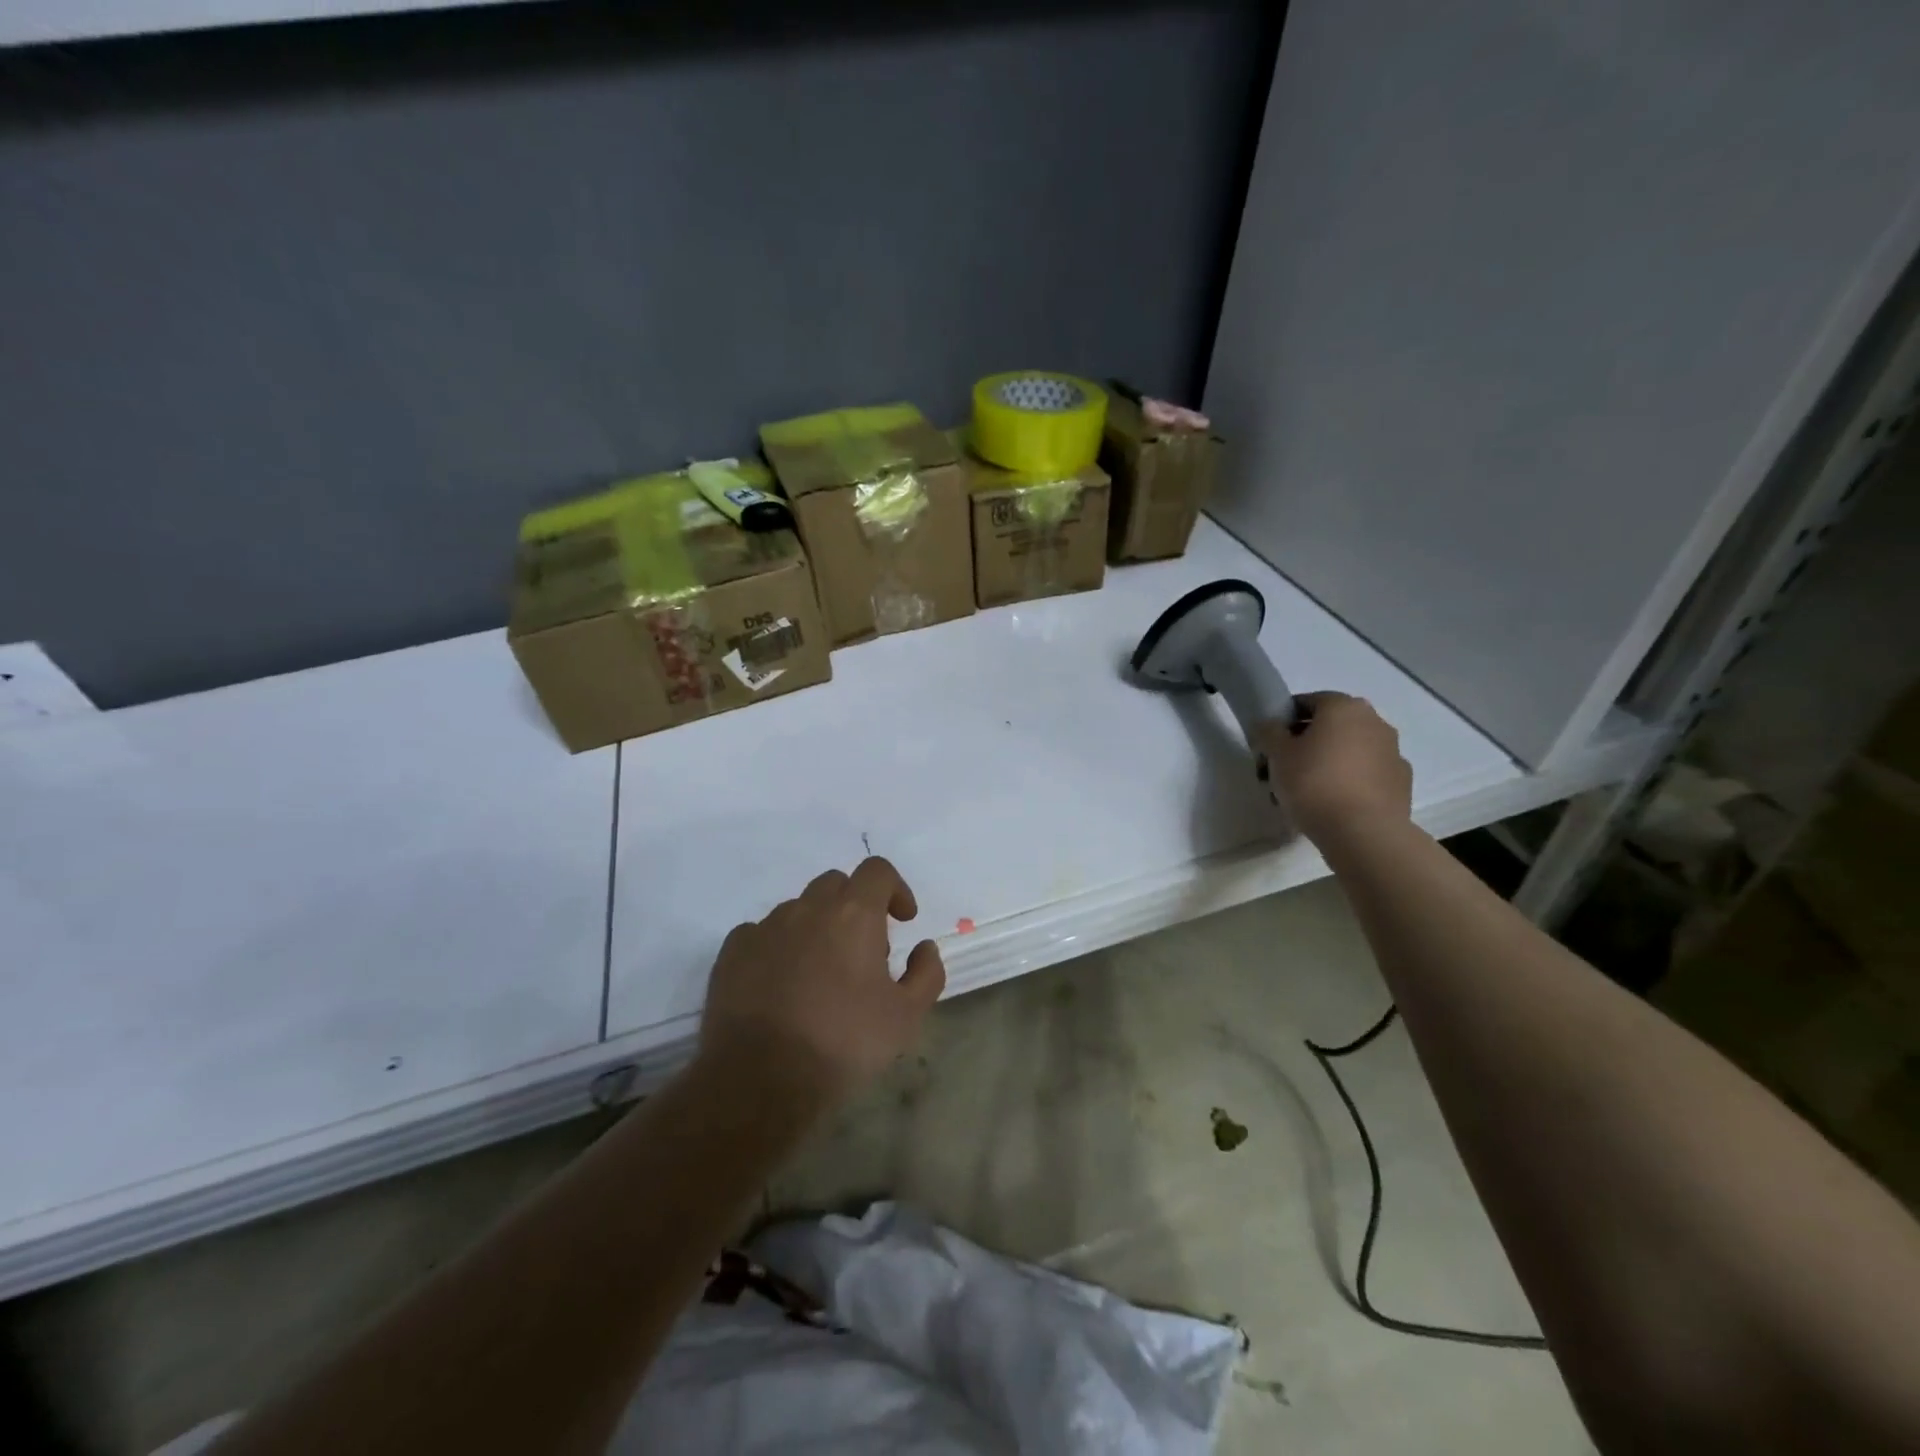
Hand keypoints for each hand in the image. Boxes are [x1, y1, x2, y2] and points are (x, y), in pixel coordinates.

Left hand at [699, 857, 945, 1103]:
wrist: (760, 1080)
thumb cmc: (843, 1043)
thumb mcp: (906, 1017)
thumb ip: (926, 974)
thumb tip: (924, 948)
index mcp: (853, 914)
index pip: (877, 870)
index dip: (895, 888)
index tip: (903, 921)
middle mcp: (808, 909)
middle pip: (836, 885)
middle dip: (855, 906)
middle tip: (863, 951)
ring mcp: (765, 928)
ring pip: (798, 909)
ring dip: (816, 927)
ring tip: (820, 973)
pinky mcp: (732, 953)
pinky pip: (761, 933)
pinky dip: (778, 946)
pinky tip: (781, 983)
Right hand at [1260, 692, 1412, 845]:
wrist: (1363, 832)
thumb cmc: (1314, 783)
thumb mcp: (1277, 754)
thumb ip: (1269, 731)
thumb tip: (1270, 725)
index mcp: (1344, 708)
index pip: (1307, 702)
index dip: (1284, 721)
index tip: (1270, 744)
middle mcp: (1374, 722)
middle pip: (1330, 726)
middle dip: (1306, 743)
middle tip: (1283, 769)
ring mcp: (1393, 752)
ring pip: (1349, 751)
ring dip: (1328, 763)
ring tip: (1305, 793)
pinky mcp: (1401, 782)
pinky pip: (1366, 774)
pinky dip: (1349, 782)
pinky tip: (1332, 804)